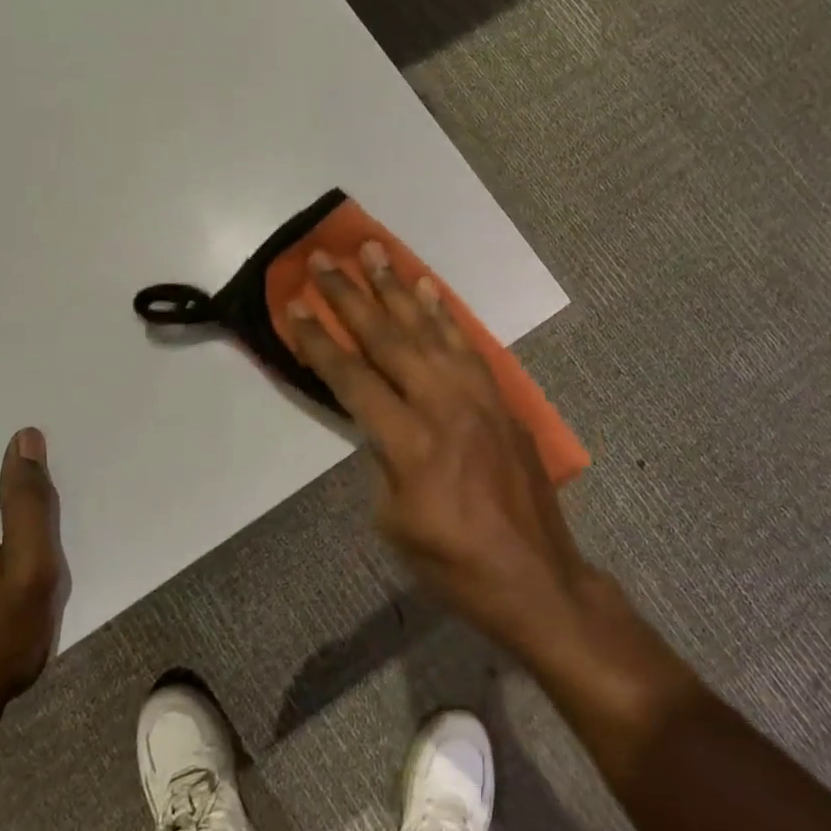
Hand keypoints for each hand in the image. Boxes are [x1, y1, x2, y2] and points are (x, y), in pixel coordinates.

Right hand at [288, 245, 592, 654]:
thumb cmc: (454, 564)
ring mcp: (479, 398)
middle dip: (351, 296)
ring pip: (431, 330)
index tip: (294, 304)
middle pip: (389, 338)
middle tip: (325, 258)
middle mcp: (444, 405)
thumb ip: (382, 460)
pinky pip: (469, 345)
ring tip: (374, 252)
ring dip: (398, 289)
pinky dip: (445, 314)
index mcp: (410, 442)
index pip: (353, 378)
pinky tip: (429, 290)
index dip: (320, 340)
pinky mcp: (501, 400)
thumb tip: (381, 423)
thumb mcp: (394, 521)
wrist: (535, 577)